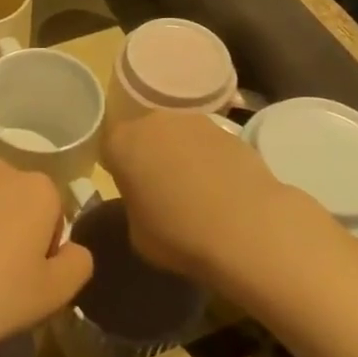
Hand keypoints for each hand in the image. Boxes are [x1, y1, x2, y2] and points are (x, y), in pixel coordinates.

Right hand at [103, 110, 321, 284]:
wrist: (248, 228)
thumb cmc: (180, 235)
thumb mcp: (137, 232)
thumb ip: (133, 206)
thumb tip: (144, 200)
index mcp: (122, 143)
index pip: (109, 148)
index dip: (117, 169)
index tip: (129, 191)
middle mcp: (154, 121)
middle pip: (144, 135)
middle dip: (149, 156)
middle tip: (159, 190)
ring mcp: (194, 121)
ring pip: (177, 136)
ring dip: (181, 156)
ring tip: (195, 191)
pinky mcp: (230, 130)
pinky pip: (208, 145)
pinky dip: (210, 161)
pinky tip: (222, 190)